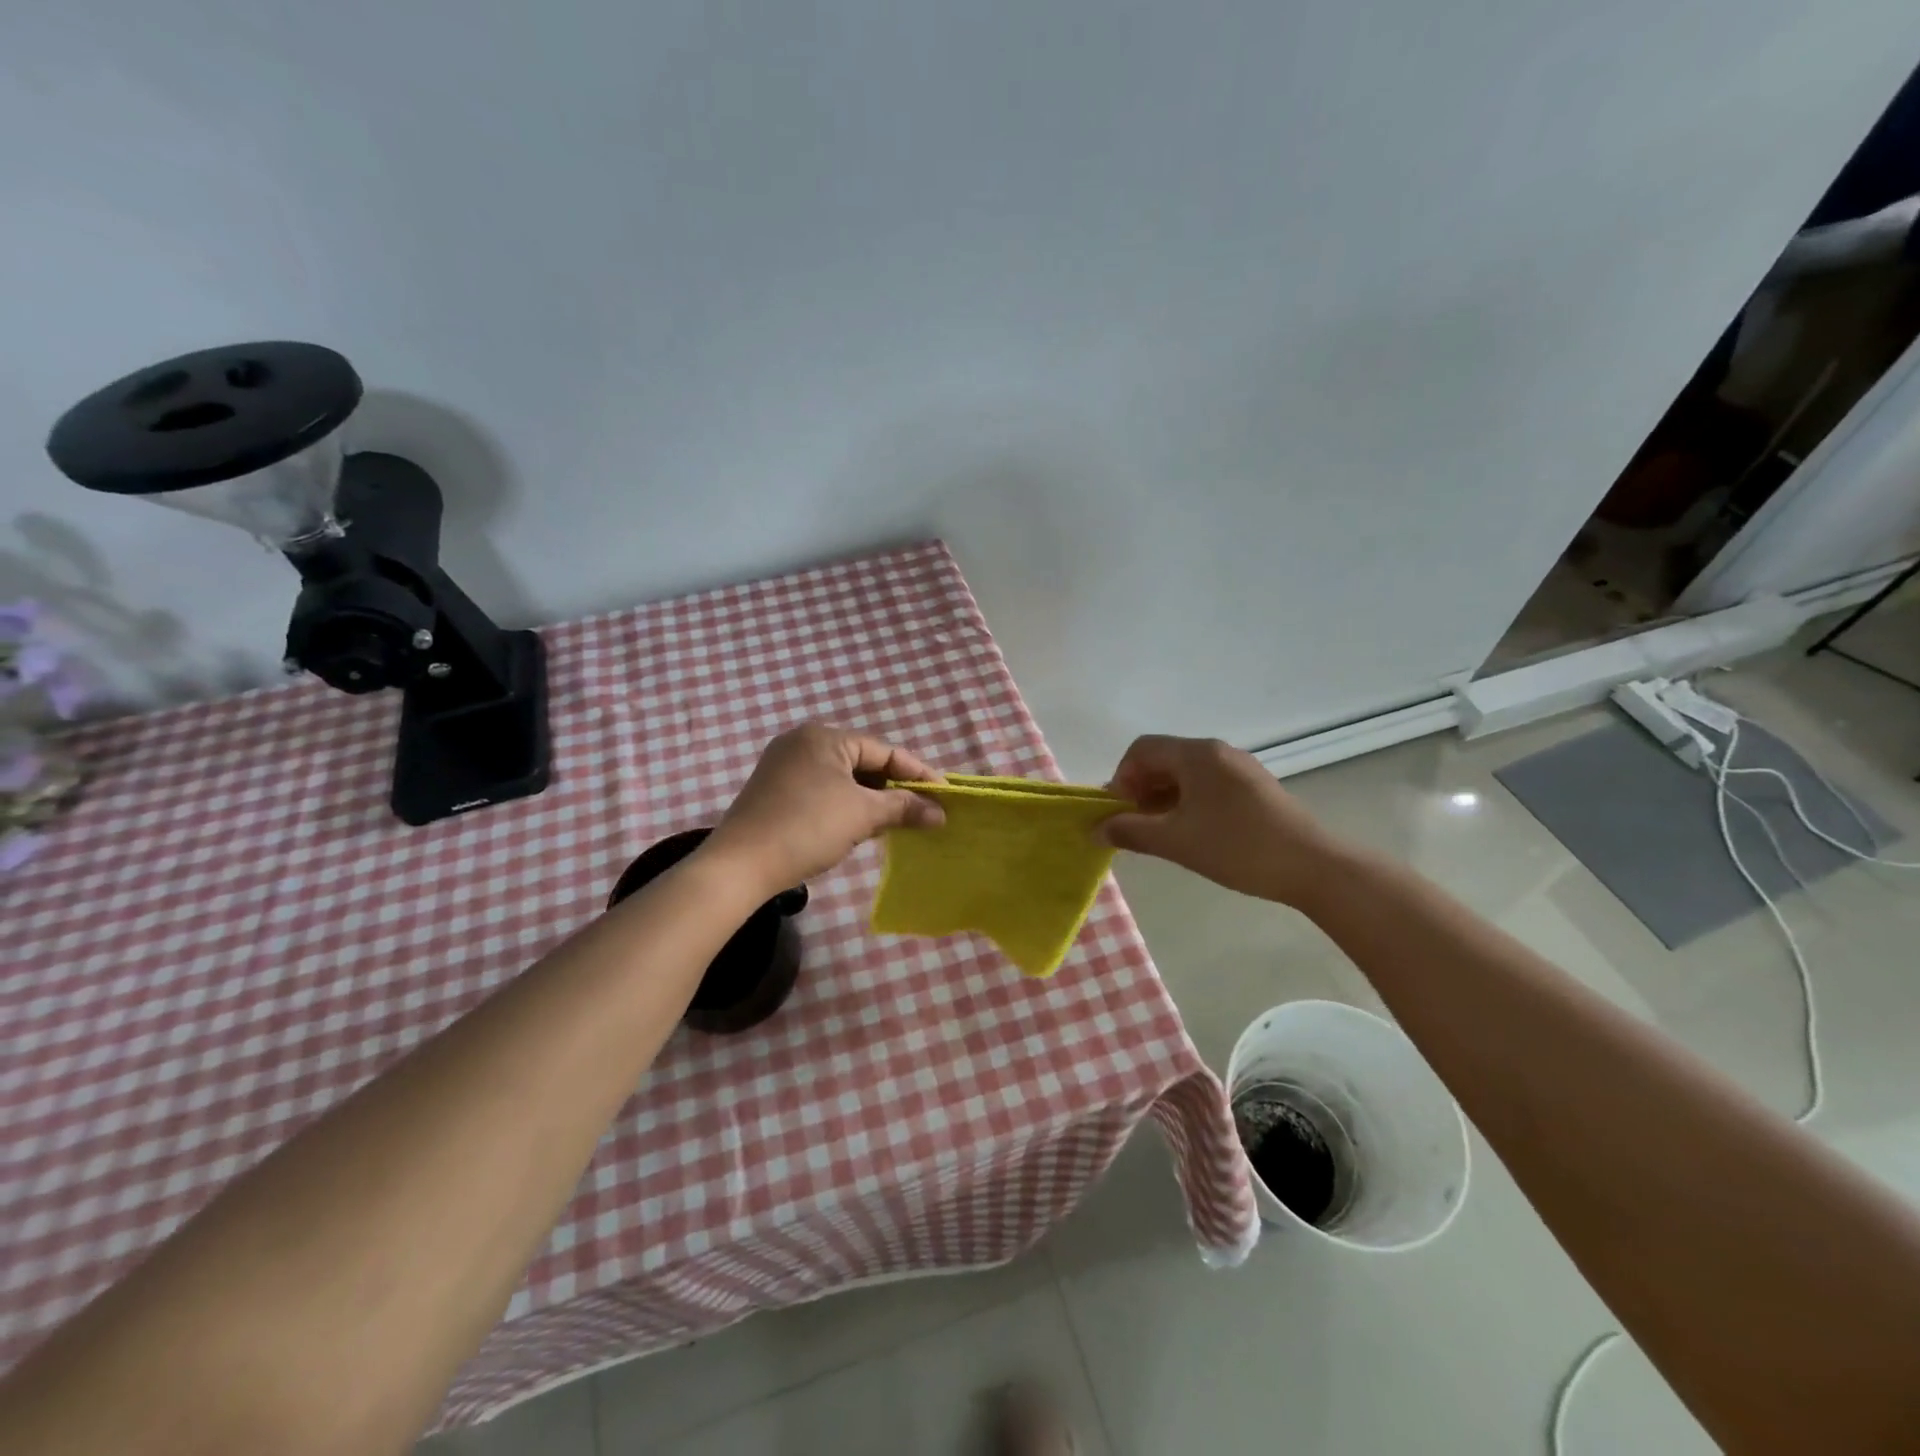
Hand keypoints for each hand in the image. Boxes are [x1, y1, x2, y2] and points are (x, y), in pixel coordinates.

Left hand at [703, 724, 944, 892]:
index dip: (917, 773)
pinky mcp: (774, 791)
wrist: (740, 865)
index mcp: (824, 737)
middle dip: (893, 788)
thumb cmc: (807, 828)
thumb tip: (939, 813)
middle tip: (923, 810)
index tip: (944, 794)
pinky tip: (860, 826)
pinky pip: (823, 790)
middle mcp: (802, 742)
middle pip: (863, 762)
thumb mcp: (862, 815)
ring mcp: (784, 766)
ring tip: (897, 821)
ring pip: (843, 778)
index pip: (883, 750)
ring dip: (871, 799)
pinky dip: (846, 805)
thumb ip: (904, 808)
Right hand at [1099, 735, 1349, 906]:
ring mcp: (1239, 768)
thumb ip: (1131, 831)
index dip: (1121, 778)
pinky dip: (1187, 802)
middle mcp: (1216, 751)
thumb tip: (1097, 829)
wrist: (1312, 866)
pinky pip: (1207, 784)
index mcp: (1196, 754)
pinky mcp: (1253, 787)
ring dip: (1163, 798)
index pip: (1141, 750)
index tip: (1120, 813)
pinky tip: (1191, 832)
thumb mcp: (1176, 841)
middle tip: (1136, 826)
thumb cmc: (1237, 847)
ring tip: (1160, 833)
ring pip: (1185, 774)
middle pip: (1163, 759)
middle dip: (1140, 789)